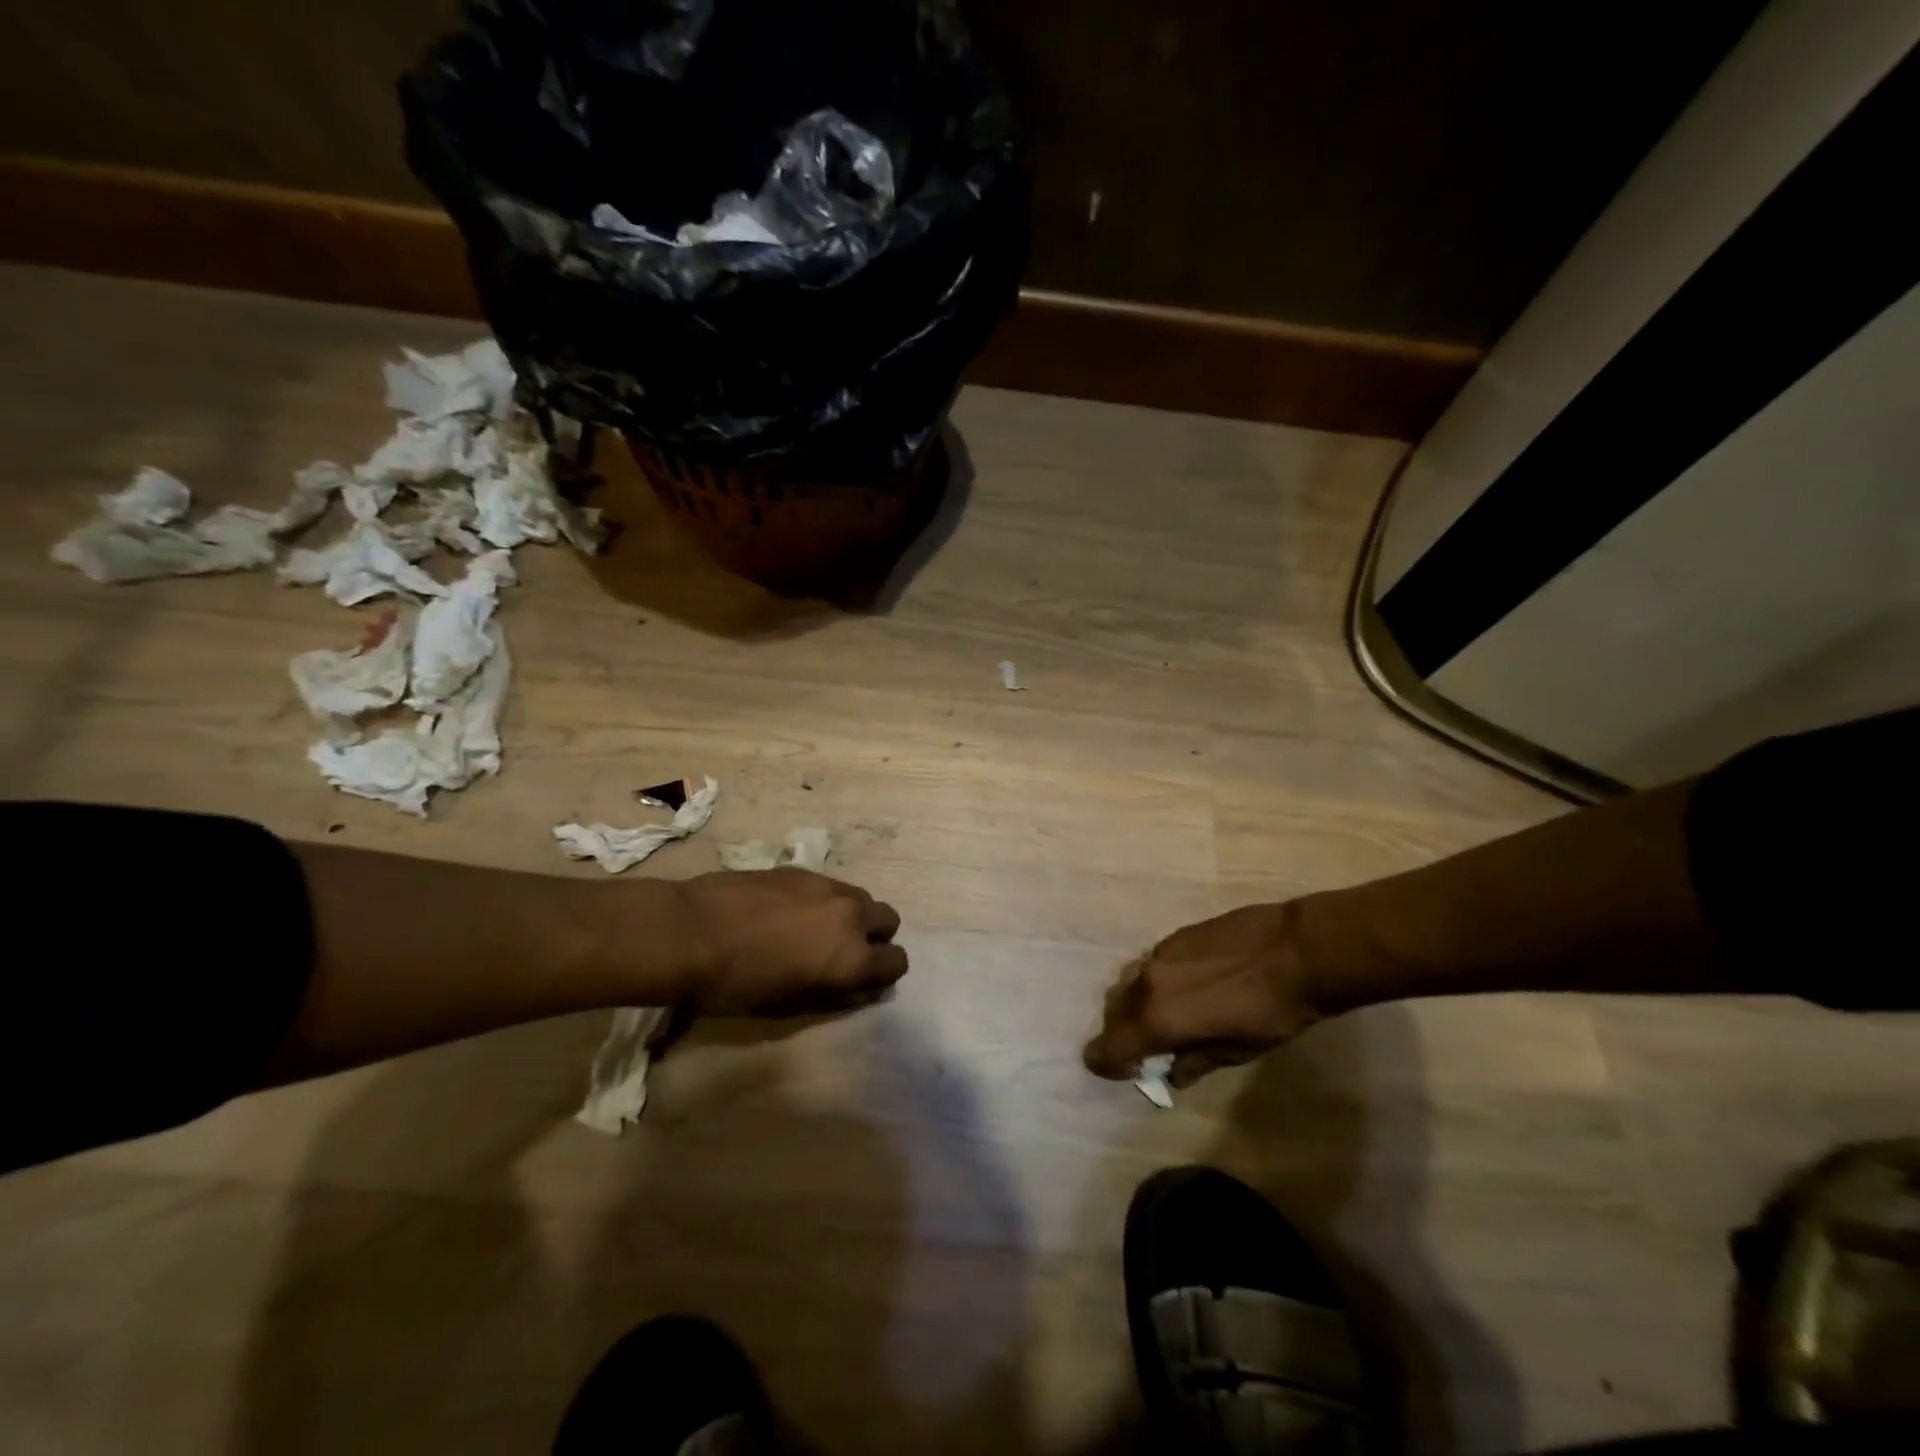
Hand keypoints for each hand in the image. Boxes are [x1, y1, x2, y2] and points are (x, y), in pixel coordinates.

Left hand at [677, 869, 906, 1015]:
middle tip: (843, 951)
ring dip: (851, 914)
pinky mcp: (801, 869)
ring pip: (860, 897)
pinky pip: (829, 886)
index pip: (897, 962)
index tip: (864, 980)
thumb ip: (833, 991)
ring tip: (816, 929)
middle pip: (889, 919)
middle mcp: (851, 915)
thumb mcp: (790, 1004)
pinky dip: (822, 900)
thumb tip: (853, 984)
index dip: (884, 973)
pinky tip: (788, 911)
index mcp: (852, 957)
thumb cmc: (736, 984)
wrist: (691, 931)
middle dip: (875, 936)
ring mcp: (827, 886)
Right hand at [1083, 900, 1324, 1088]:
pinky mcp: (1174, 935)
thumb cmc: (1271, 1013)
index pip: (1109, 1047)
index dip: (1106, 1063)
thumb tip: (1173, 1070)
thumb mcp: (1236, 1052)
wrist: (1297, 950)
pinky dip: (1158, 983)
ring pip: (1131, 985)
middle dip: (1123, 1033)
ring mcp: (1159, 953)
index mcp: (1158, 1019)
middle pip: (1116, 1012)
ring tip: (1168, 1015)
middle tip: (1147, 1048)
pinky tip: (1188, 986)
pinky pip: (1152, 965)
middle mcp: (1147, 983)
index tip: (1115, 1071)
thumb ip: (1195, 1061)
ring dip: (1139, 1005)